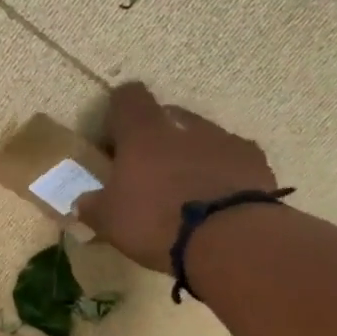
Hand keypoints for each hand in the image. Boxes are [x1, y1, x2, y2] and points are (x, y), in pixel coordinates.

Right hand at [75, 83, 279, 272]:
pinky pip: (231, 159)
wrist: (229, 239)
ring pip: (202, 137)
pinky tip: (217, 202)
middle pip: (167, 116)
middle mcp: (185, 126)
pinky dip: (221, 174)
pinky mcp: (255, 161)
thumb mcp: (110, 221)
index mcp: (144, 133)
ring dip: (191, 155)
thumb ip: (93, 206)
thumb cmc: (157, 222)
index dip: (119, 113)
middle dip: (157, 138)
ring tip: (186, 193)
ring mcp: (224, 140)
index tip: (114, 141)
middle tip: (148, 173)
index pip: (128, 97)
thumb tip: (81, 201)